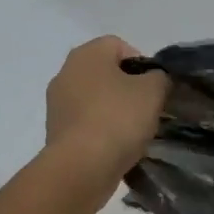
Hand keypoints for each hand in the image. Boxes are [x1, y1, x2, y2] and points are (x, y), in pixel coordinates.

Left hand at [44, 36, 169, 177]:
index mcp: (87, 54)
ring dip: (113, 109)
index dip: (141, 63)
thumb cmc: (118, 118)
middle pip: (105, 72)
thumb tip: (153, 80)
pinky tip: (114, 146)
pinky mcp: (55, 130)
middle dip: (127, 88)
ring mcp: (56, 102)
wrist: (81, 167)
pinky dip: (99, 129)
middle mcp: (66, 72)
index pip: (120, 46)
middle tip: (146, 108)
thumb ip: (158, 77)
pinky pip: (85, 121)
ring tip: (131, 131)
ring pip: (94, 98)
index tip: (153, 87)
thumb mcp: (153, 91)